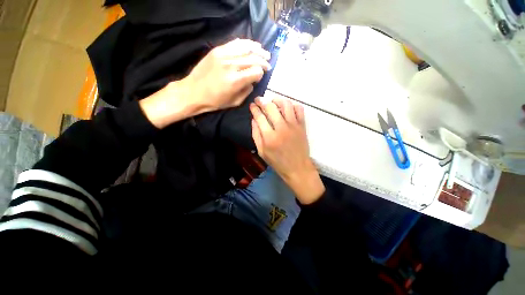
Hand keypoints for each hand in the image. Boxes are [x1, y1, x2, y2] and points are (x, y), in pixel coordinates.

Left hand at [140, 38, 270, 127]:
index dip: (261, 74)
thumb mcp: (235, 102)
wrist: (193, 92)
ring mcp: (223, 55)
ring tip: (264, 52)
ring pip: (246, 47)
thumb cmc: (215, 101)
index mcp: (236, 81)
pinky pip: (235, 43)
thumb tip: (253, 81)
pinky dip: (246, 43)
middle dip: (263, 61)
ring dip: (258, 49)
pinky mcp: (217, 50)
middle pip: (254, 58)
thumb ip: (247, 91)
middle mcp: (231, 65)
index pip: (256, 71)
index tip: (260, 77)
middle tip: (268, 64)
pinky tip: (252, 46)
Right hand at [250, 97, 324, 204]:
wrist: (297, 168)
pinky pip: (299, 109)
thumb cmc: (278, 162)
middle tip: (259, 100)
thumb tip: (254, 119)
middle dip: (263, 101)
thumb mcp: (262, 152)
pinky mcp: (302, 126)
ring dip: (277, 100)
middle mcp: (282, 128)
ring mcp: (294, 126)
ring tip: (273, 101)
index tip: (252, 105)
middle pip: (271, 107)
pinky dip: (292, 105)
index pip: (260, 117)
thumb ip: (256, 135)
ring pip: (286, 104)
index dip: (254, 109)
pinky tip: (287, 108)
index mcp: (270, 137)